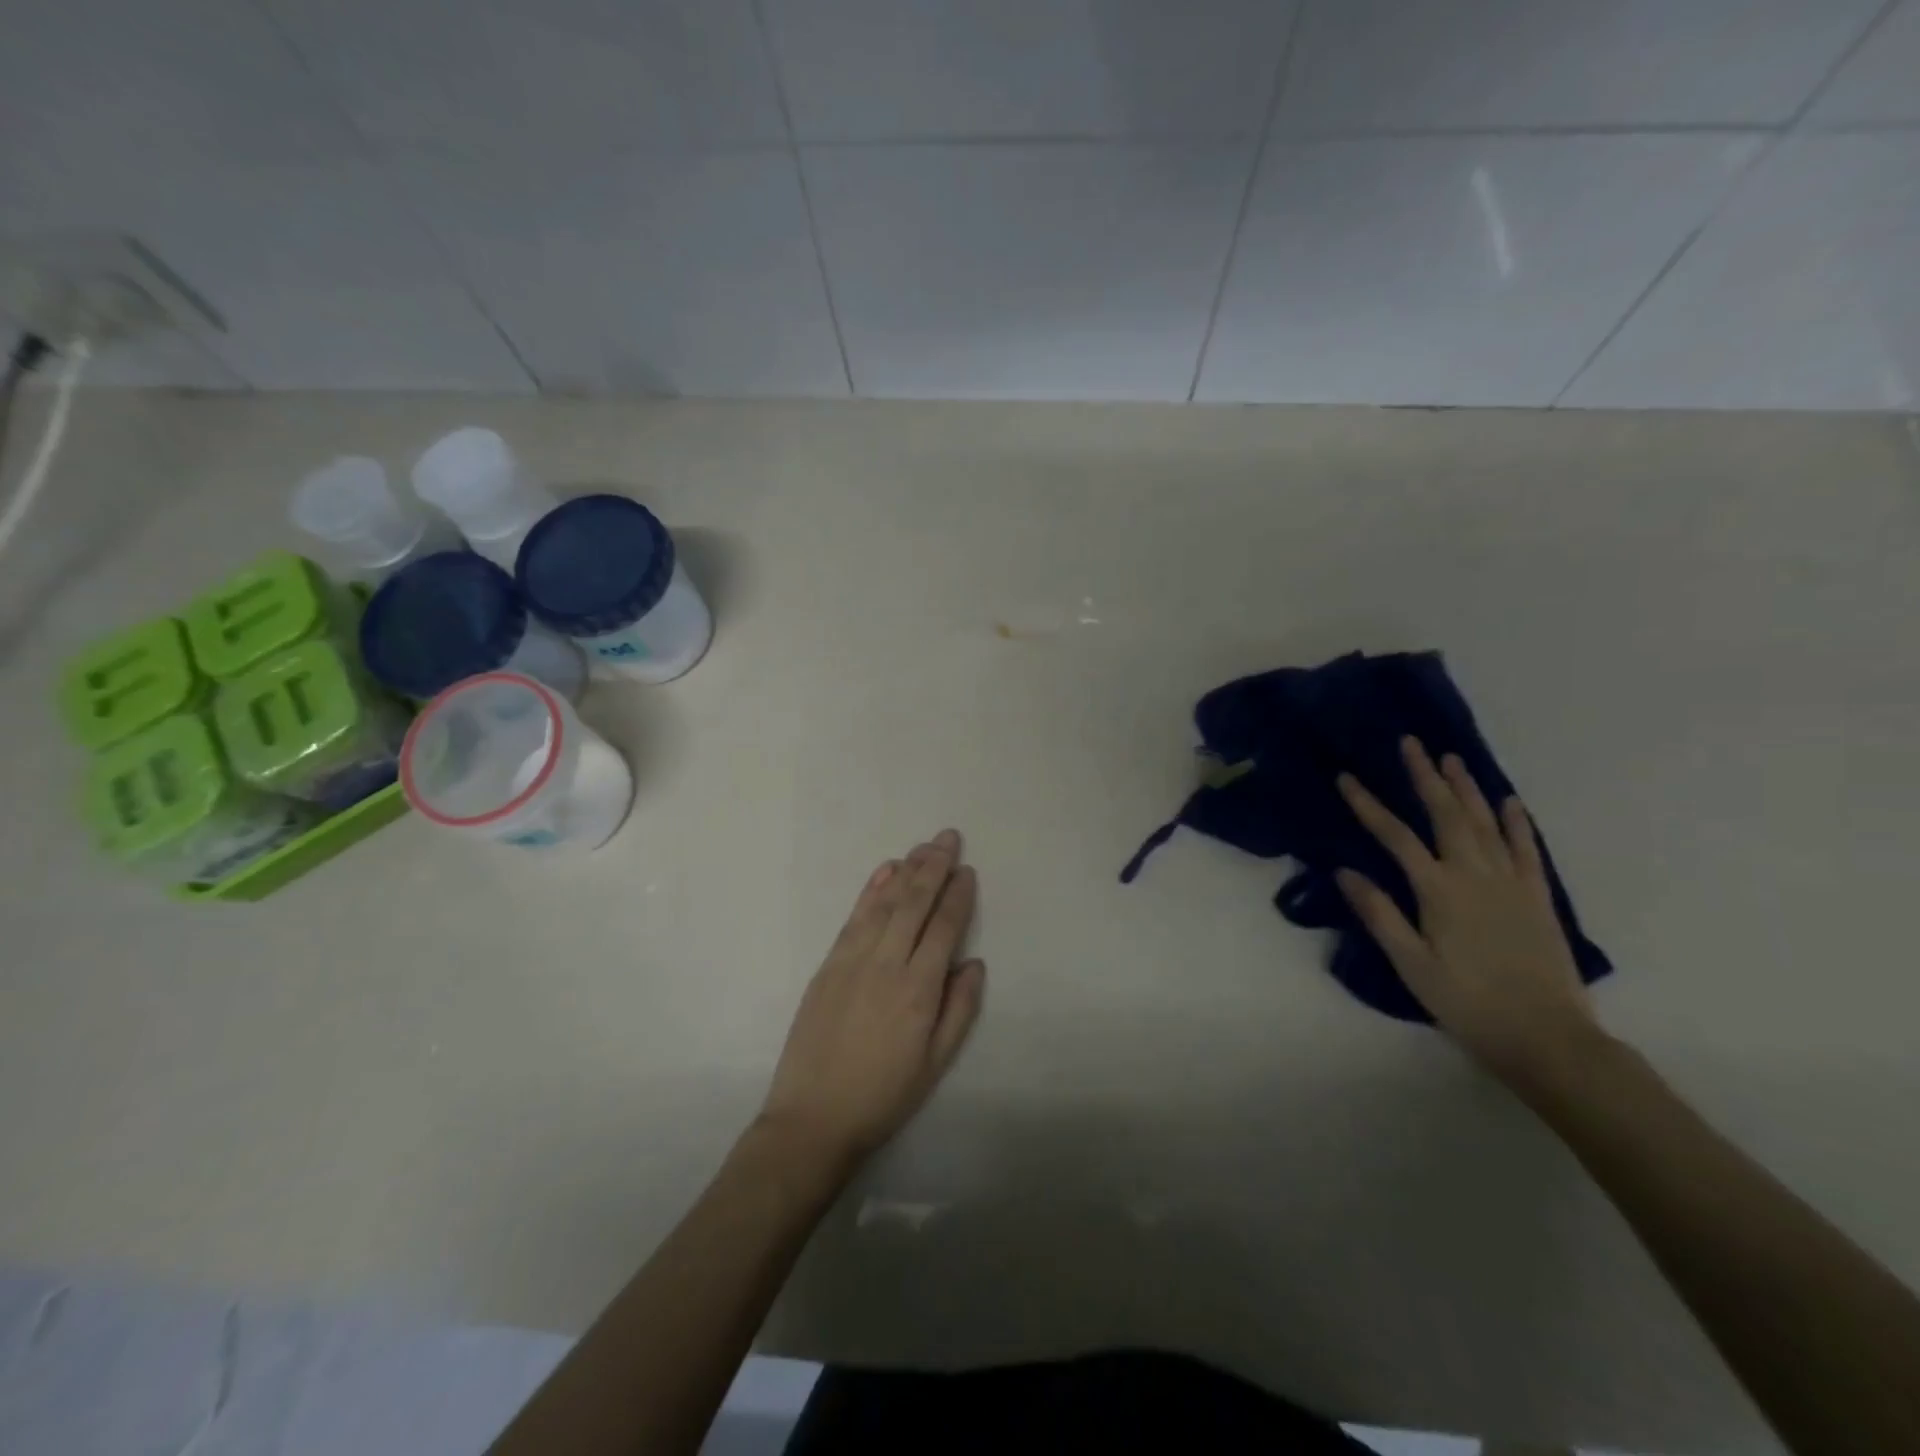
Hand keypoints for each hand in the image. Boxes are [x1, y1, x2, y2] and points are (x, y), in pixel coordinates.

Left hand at [759, 829, 985, 1169]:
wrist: (813, 1118)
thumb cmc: (883, 1096)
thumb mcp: (935, 1064)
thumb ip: (959, 1010)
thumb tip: (974, 963)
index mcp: (919, 991)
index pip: (944, 928)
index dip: (958, 896)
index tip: (968, 871)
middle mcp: (887, 965)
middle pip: (914, 904)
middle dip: (934, 867)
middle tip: (949, 837)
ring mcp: (852, 961)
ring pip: (884, 903)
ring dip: (906, 870)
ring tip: (924, 847)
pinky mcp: (828, 965)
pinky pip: (854, 917)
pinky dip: (871, 890)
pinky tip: (885, 871)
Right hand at [1337, 738, 1599, 1084]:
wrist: (1547, 1037)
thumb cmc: (1467, 1003)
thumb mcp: (1411, 964)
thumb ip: (1379, 914)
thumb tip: (1344, 871)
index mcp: (1439, 891)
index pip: (1395, 837)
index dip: (1368, 805)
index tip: (1346, 777)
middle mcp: (1475, 875)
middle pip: (1446, 815)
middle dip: (1425, 776)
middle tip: (1411, 743)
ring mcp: (1511, 883)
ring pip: (1486, 823)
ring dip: (1467, 788)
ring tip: (1451, 758)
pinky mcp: (1538, 897)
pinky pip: (1527, 849)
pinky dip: (1517, 822)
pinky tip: (1509, 801)